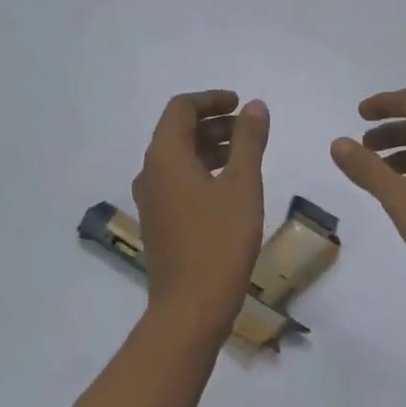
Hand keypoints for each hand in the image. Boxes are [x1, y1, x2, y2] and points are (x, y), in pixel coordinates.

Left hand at [133, 90, 268, 338]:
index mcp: (164, 157)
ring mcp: (152, 200)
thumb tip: (255, 106)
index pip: (181, 109)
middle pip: (178, 132)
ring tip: (246, 154)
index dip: (211, 100)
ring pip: (179, 158)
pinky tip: (231, 186)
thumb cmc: (220, 241)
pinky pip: (179, 181)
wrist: (191, 307)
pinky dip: (204, 171)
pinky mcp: (160, 222)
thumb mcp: (242, 185)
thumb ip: (249, 141)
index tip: (241, 104)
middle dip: (214, 124)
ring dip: (210, 147)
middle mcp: (150, 173)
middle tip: (249, 129)